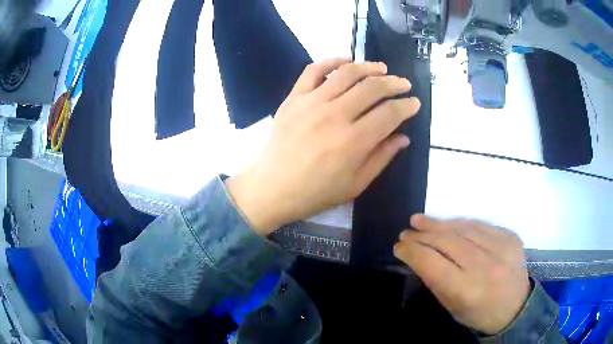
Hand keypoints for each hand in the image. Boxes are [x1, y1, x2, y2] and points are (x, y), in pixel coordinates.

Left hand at [226, 58, 420, 235]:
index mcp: (354, 141)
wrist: (273, 188)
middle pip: (372, 88)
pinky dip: (331, 61)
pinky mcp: (294, 98)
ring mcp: (311, 102)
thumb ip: (382, 158)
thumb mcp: (356, 184)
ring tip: (382, 68)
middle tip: (403, 84)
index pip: (389, 114)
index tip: (414, 102)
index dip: (407, 106)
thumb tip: (403, 137)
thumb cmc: (316, 192)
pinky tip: (345, 61)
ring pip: (347, 73)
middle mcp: (335, 115)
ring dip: (369, 67)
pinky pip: (313, 70)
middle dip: (394, 83)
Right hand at [394, 215, 530, 334]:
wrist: (515, 307)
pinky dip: (460, 223)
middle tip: (407, 232)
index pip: (432, 263)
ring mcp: (501, 248)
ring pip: (463, 228)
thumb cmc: (478, 313)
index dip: (412, 251)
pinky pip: (480, 225)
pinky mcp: (510, 237)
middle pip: (447, 242)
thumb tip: (417, 255)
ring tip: (420, 220)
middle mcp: (485, 266)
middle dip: (423, 235)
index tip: (399, 246)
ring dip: (439, 223)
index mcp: (467, 290)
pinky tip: (448, 223)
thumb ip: (435, 280)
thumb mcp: (452, 306)